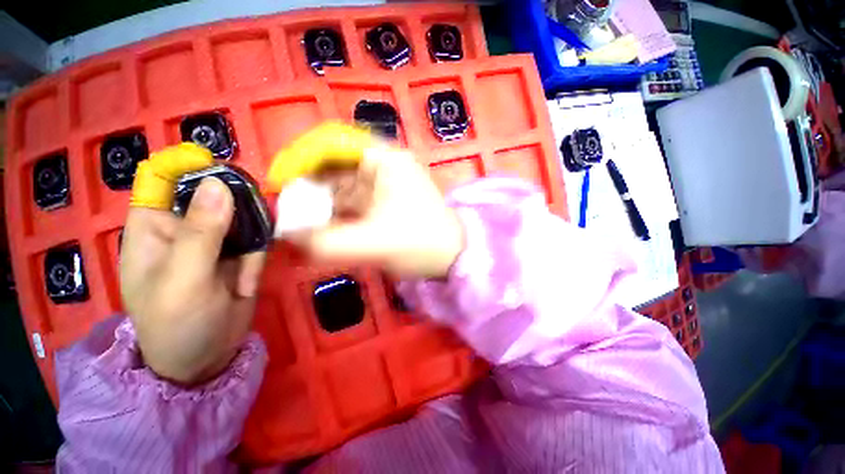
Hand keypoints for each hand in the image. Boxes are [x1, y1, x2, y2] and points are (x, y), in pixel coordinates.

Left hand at [120, 177, 265, 384]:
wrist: (205, 359)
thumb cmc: (177, 324)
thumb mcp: (184, 280)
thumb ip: (201, 233)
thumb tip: (219, 183)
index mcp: (153, 226)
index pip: (163, 177)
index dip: (189, 166)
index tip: (224, 175)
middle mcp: (184, 226)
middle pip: (215, 194)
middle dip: (238, 212)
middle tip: (250, 235)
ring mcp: (216, 240)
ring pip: (245, 217)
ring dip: (253, 242)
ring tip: (246, 275)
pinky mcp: (239, 254)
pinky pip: (258, 240)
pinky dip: (259, 258)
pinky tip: (249, 284)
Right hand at [290, 140, 464, 278]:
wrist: (454, 258)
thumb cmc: (420, 243)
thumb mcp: (372, 243)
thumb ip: (325, 242)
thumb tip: (287, 235)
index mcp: (384, 160)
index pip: (333, 141)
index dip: (301, 157)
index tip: (281, 181)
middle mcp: (384, 166)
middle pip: (335, 167)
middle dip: (309, 188)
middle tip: (287, 211)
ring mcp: (386, 185)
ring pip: (343, 187)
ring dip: (321, 205)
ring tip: (300, 225)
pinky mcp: (386, 203)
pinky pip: (354, 204)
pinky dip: (337, 215)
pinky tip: (323, 230)